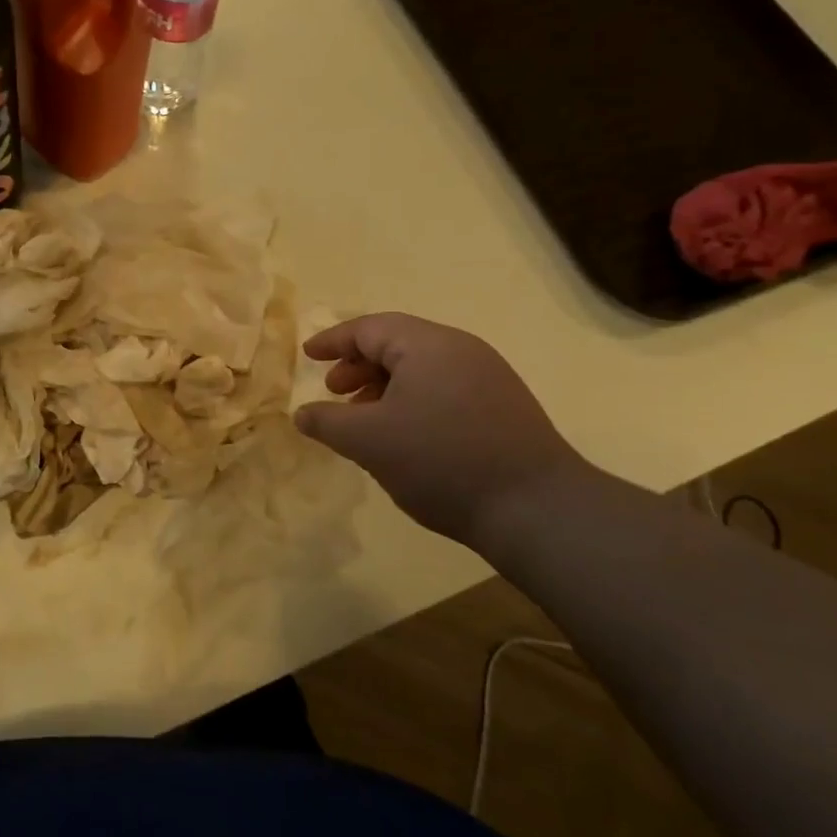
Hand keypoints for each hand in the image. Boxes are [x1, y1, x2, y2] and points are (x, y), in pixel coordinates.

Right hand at [294, 313, 587, 542]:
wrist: (536, 508)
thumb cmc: (440, 460)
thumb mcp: (367, 441)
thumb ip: (326, 421)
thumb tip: (301, 414)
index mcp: (428, 345)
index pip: (369, 328)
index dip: (333, 341)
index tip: (307, 355)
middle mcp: (461, 350)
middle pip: (397, 344)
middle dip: (358, 365)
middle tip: (334, 390)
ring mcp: (488, 378)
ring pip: (421, 369)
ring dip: (384, 387)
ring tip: (364, 418)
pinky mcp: (503, 407)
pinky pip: (444, 389)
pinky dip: (412, 401)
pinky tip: (403, 435)